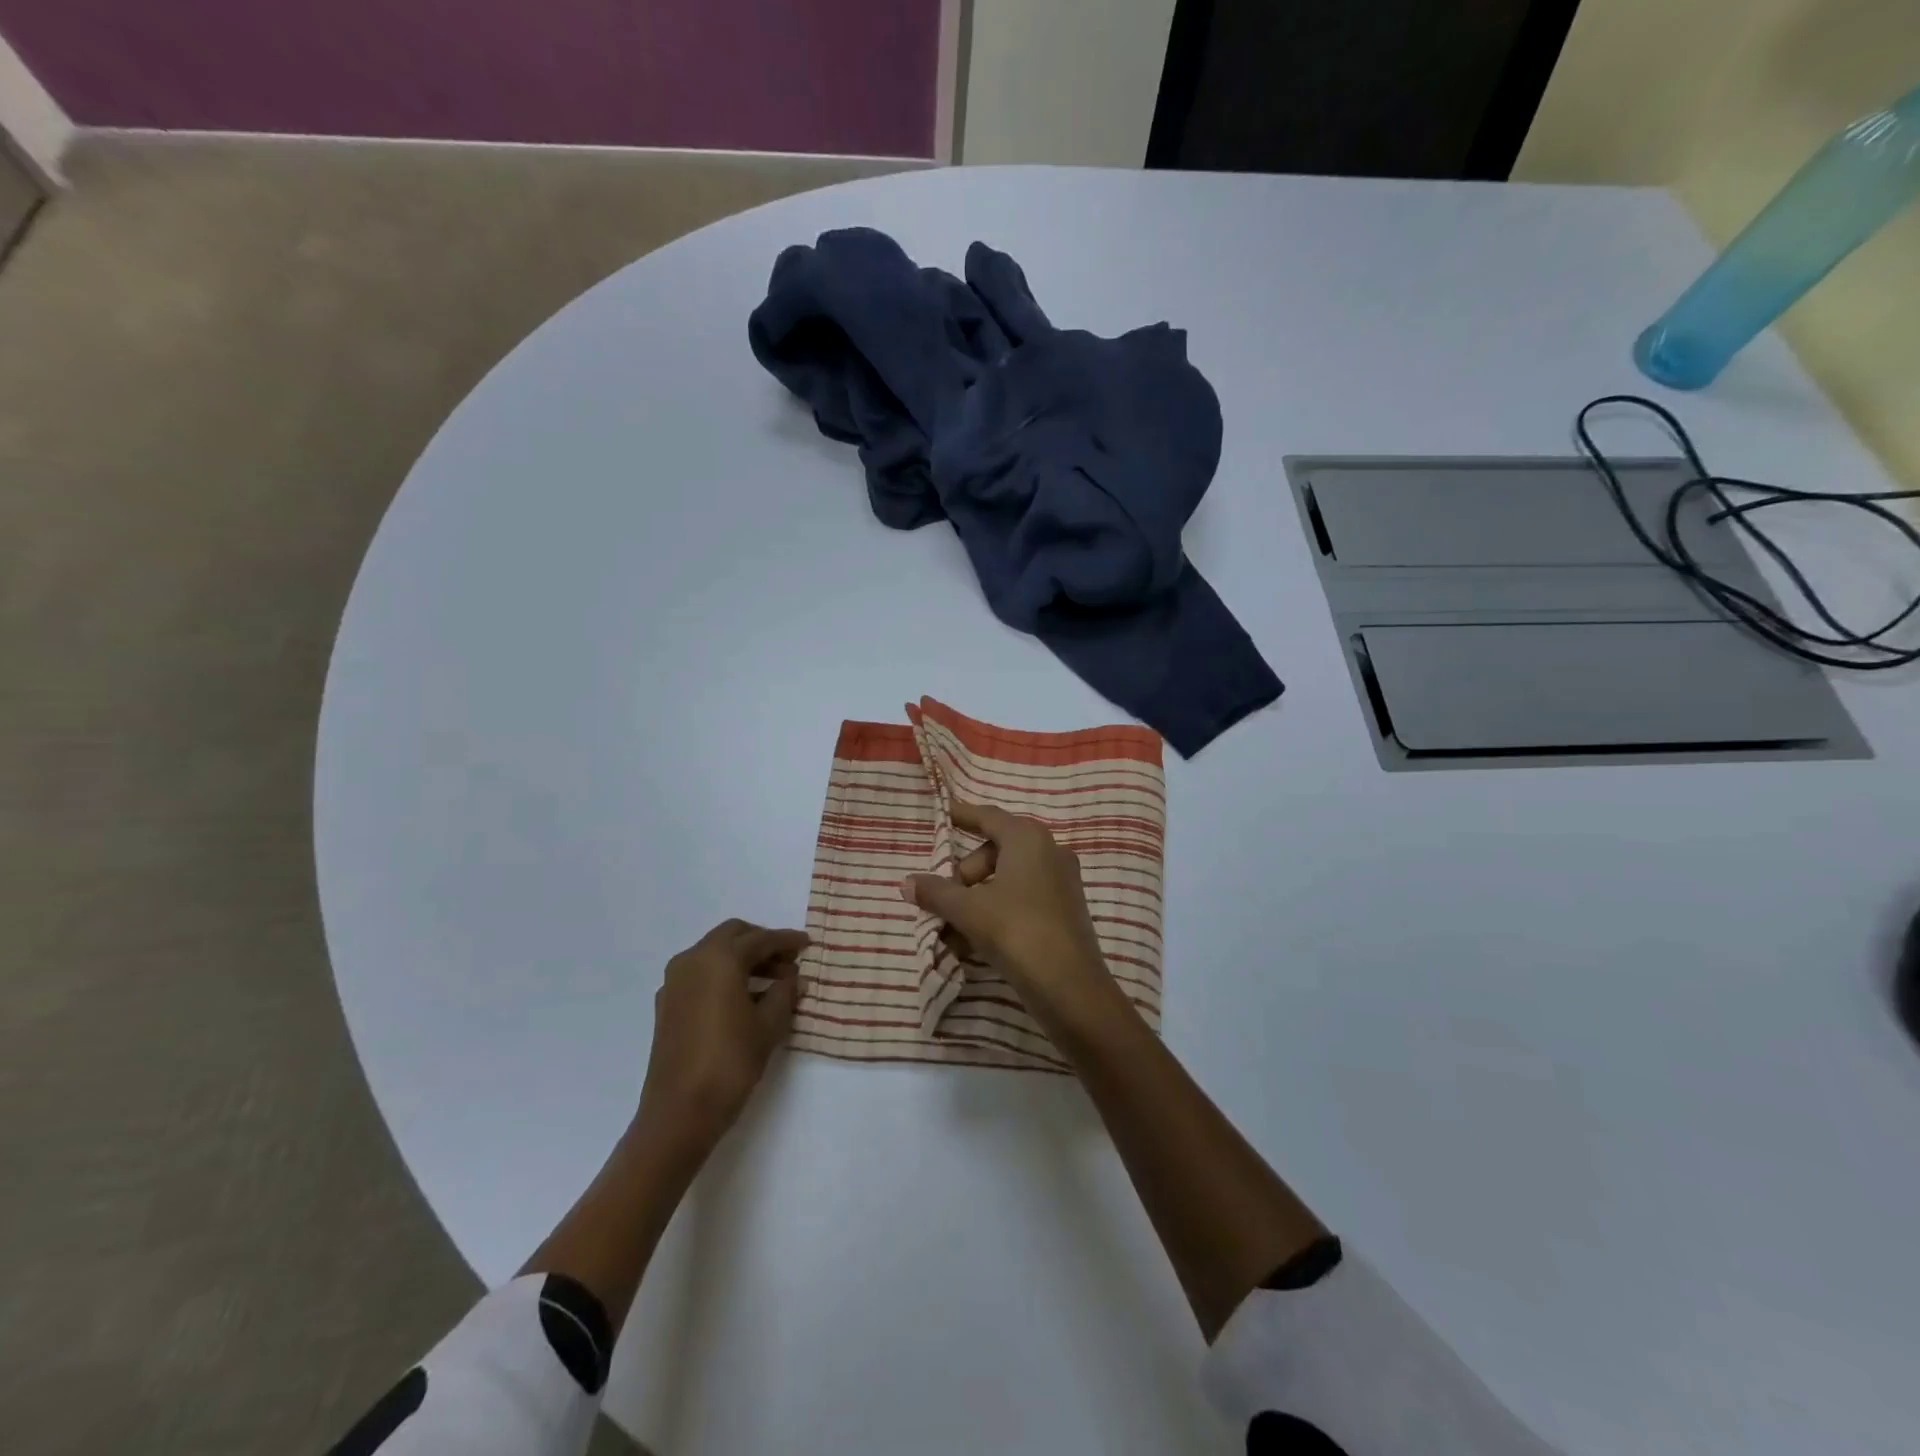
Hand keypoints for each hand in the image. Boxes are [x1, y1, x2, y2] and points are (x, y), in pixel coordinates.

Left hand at [636, 919, 807, 1153]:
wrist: (679, 1112)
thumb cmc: (730, 1062)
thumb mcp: (769, 1026)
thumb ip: (785, 994)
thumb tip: (793, 979)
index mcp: (719, 958)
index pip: (760, 939)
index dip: (786, 941)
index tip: (807, 944)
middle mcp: (693, 960)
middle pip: (733, 936)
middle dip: (762, 944)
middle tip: (788, 962)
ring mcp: (675, 982)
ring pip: (714, 954)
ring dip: (743, 960)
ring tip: (773, 983)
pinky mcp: (667, 1004)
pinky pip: (701, 974)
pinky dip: (724, 975)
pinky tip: (744, 999)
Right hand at [902, 801, 1126, 1031]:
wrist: (1070, 988)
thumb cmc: (1017, 932)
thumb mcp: (968, 910)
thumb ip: (936, 892)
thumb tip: (907, 882)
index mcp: (1028, 839)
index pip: (989, 817)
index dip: (963, 815)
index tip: (943, 815)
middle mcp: (1049, 851)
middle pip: (996, 851)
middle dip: (965, 874)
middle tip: (945, 899)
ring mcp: (1061, 882)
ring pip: (1007, 879)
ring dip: (976, 900)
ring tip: (952, 933)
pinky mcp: (1064, 911)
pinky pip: (1022, 899)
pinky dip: (996, 912)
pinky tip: (974, 943)